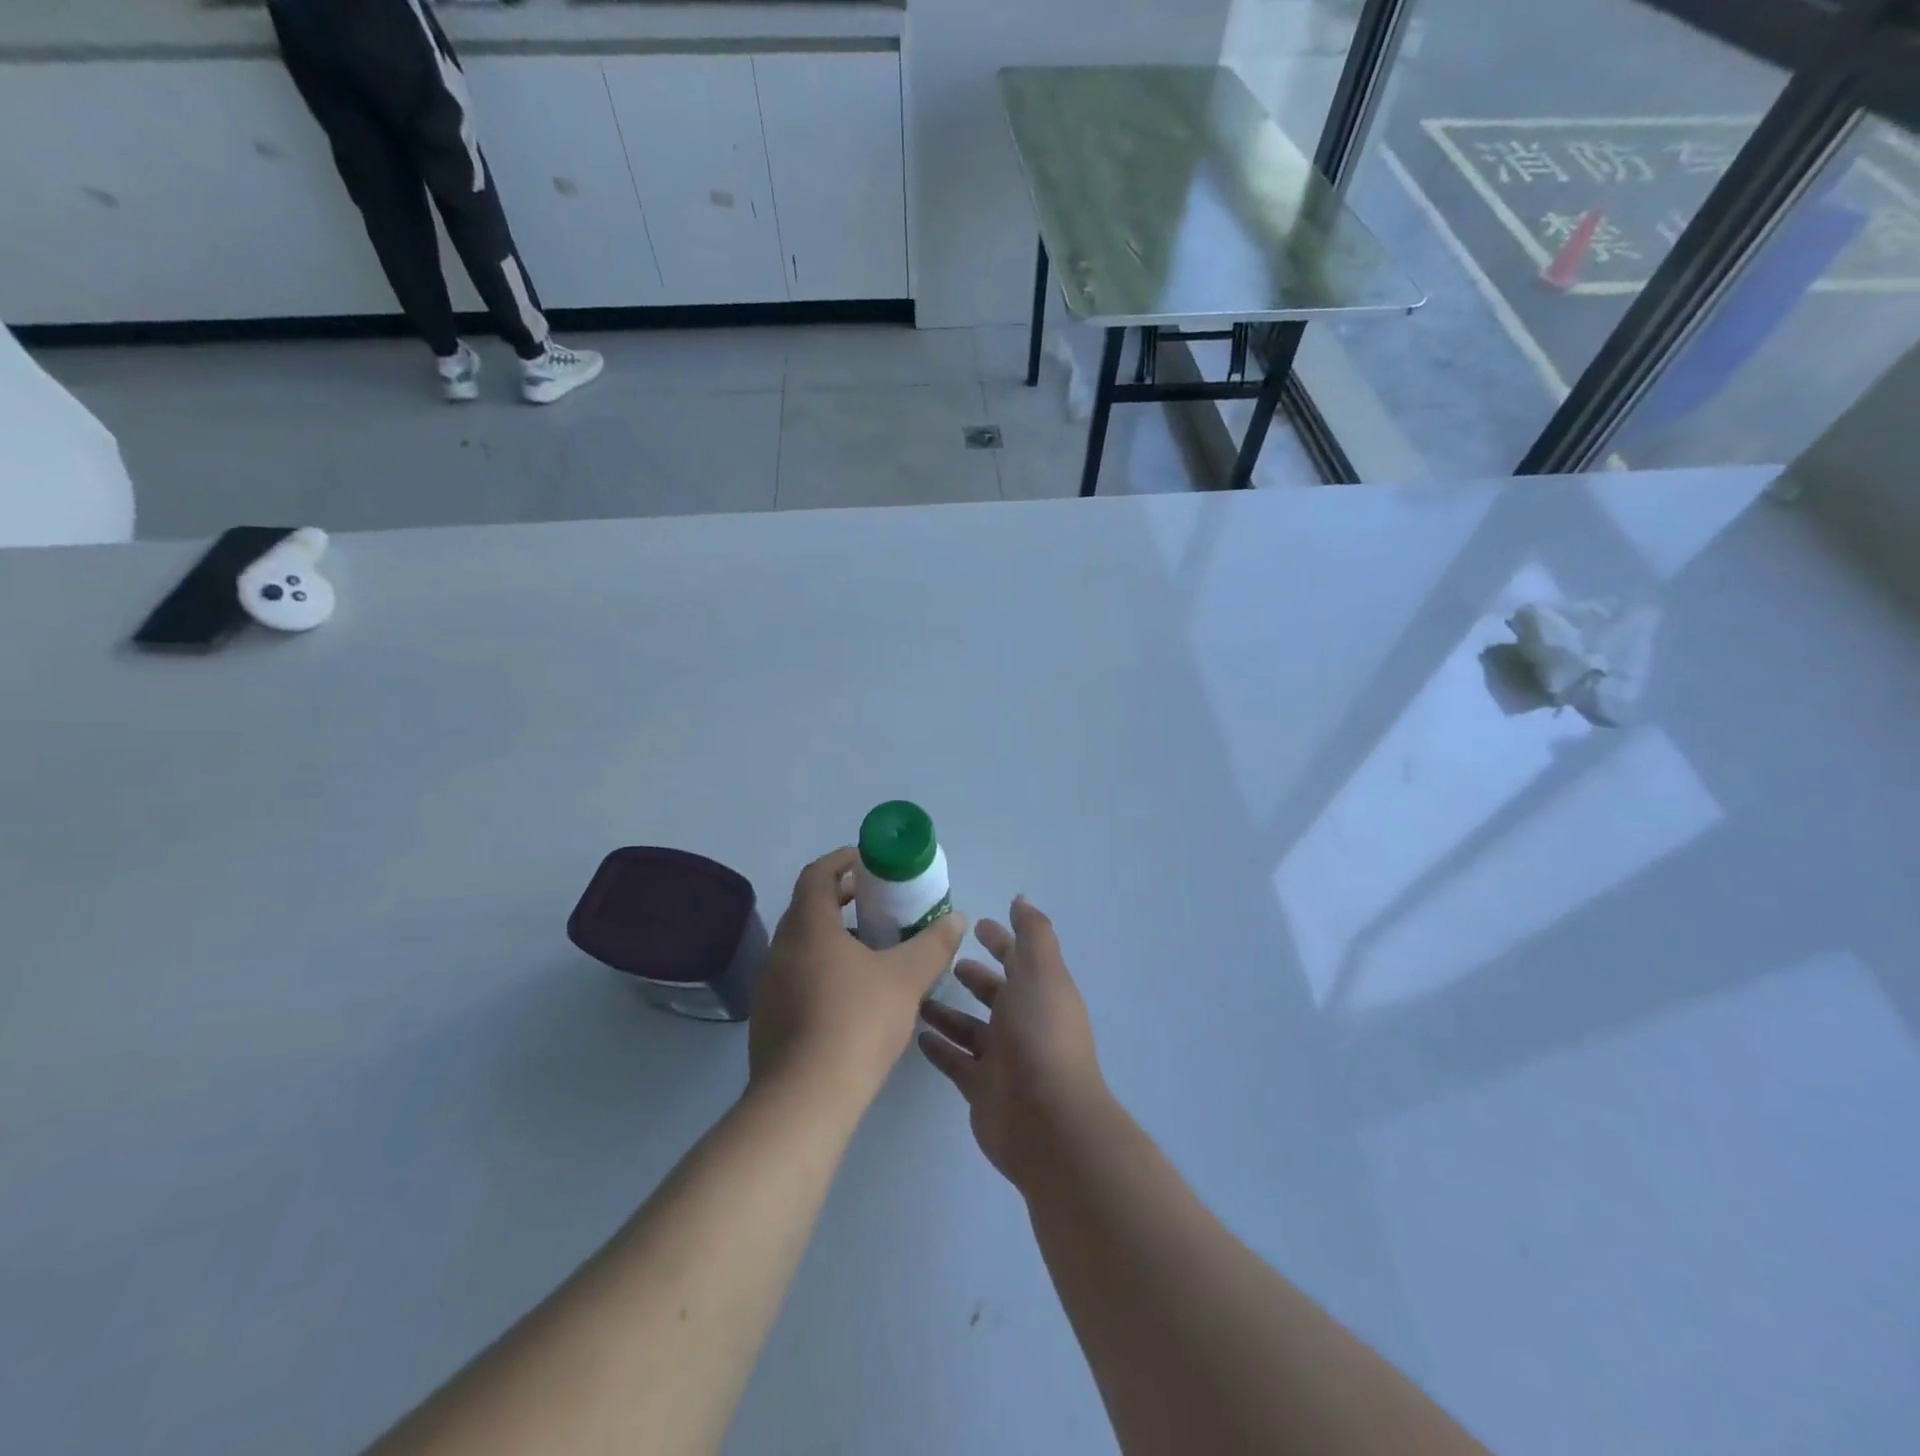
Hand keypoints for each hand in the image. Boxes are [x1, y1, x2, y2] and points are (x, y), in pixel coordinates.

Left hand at [749, 847, 967, 1108]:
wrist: (805, 1098)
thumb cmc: (857, 1022)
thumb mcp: (906, 979)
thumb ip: (933, 945)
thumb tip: (956, 918)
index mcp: (809, 926)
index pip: (817, 874)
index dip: (841, 860)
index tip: (867, 861)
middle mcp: (781, 947)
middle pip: (808, 907)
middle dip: (841, 897)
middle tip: (877, 901)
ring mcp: (770, 984)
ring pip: (801, 944)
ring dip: (832, 935)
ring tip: (870, 947)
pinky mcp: (768, 1017)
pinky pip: (796, 974)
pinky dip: (821, 966)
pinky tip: (850, 992)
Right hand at [918, 897, 1109, 1190]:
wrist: (1047, 1120)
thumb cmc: (1041, 1035)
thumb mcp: (1041, 972)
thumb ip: (1032, 934)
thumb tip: (1021, 900)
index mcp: (1040, 992)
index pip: (1018, 958)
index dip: (1000, 940)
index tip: (974, 925)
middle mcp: (1023, 1022)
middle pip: (994, 993)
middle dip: (973, 976)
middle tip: (940, 961)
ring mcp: (1002, 1059)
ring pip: (970, 1028)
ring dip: (948, 1012)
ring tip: (916, 996)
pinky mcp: (981, 1089)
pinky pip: (956, 1062)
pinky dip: (940, 1048)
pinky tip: (916, 1035)